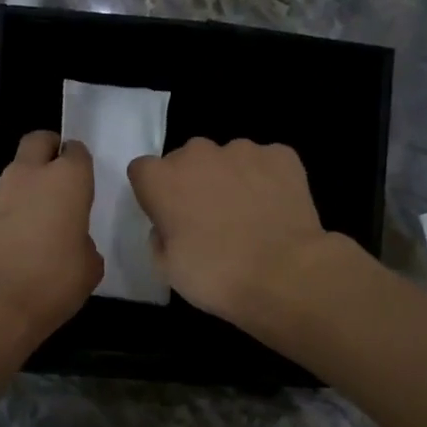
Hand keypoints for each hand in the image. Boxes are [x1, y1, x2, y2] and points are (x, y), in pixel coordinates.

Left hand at [0, 130, 101, 351]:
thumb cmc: (51, 281)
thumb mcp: (89, 268)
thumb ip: (85, 244)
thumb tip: (74, 242)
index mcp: (66, 181)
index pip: (76, 152)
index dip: (80, 163)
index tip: (84, 181)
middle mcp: (29, 176)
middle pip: (38, 141)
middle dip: (49, 150)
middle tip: (58, 177)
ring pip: (15, 173)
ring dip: (26, 186)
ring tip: (35, 221)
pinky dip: (7, 213)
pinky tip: (13, 242)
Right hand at [127, 137, 330, 326]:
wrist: (283, 274)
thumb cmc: (215, 276)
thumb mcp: (167, 268)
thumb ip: (160, 236)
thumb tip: (170, 224)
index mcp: (161, 179)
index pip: (143, 171)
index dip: (154, 193)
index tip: (167, 216)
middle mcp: (198, 153)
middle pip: (187, 159)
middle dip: (193, 181)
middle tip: (209, 218)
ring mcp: (242, 150)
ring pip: (228, 158)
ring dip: (231, 178)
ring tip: (248, 215)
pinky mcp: (281, 154)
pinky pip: (266, 162)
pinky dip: (267, 179)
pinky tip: (275, 208)